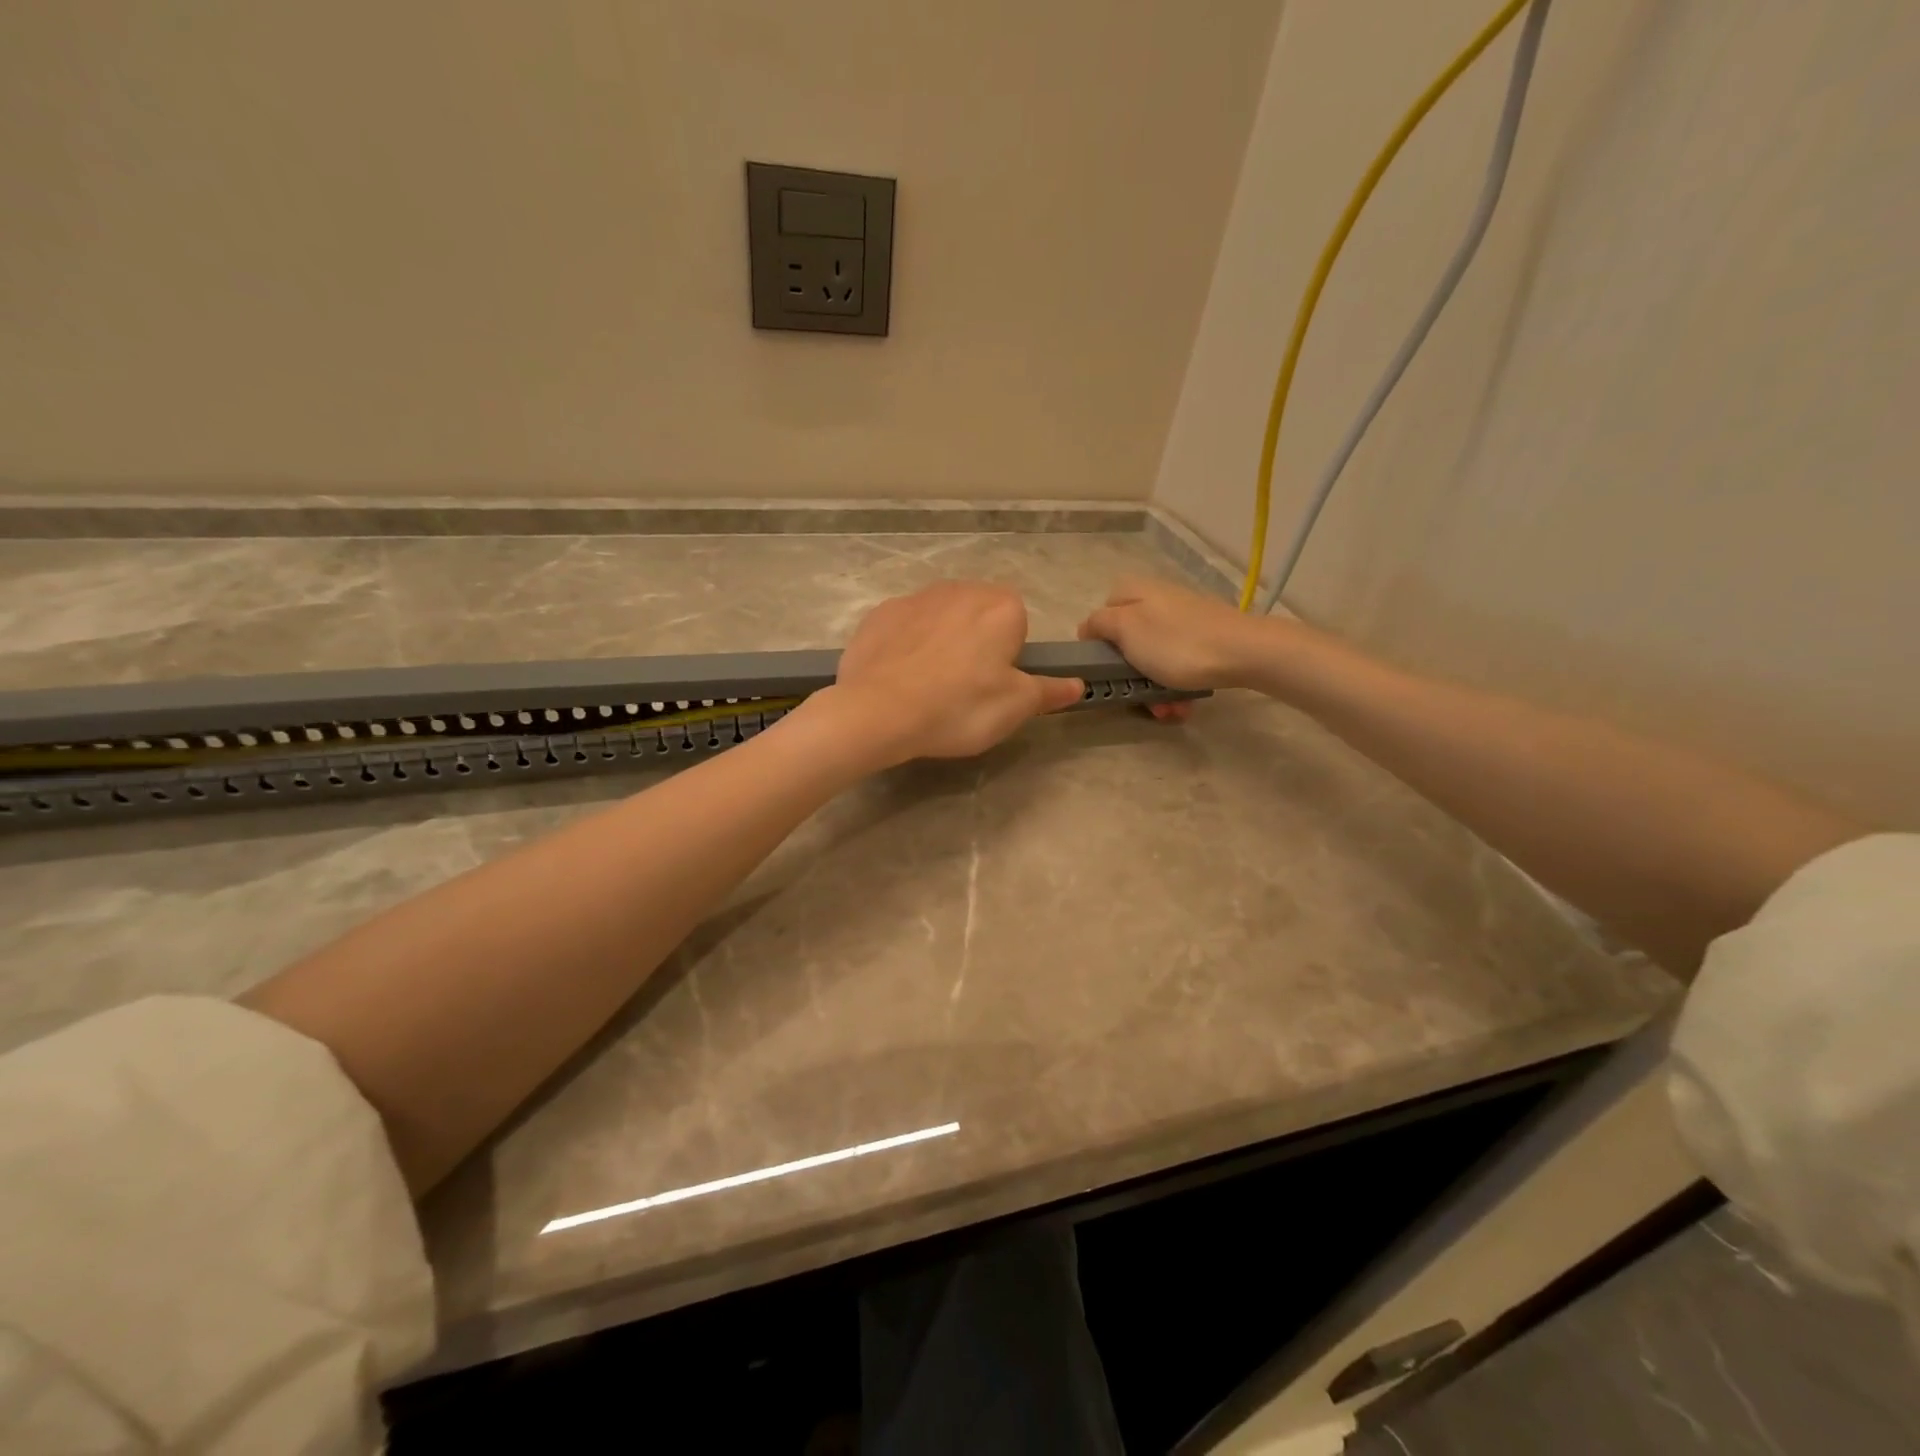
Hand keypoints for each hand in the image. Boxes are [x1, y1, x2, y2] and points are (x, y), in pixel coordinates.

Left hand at [818, 581, 1084, 766]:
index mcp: (1001, 607)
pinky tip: (899, 679)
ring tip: (928, 687)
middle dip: (976, 645)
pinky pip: (905, 628)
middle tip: (964, 690)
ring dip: (941, 643)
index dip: (1009, 657)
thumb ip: (1049, 691)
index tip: (994, 685)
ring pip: (940, 620)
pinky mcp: (879, 613)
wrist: (877, 711)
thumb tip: (1077, 684)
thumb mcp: (1015, 707)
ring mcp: (915, 598)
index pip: (1018, 624)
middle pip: (979, 617)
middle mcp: (960, 589)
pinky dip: (906, 647)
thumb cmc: (959, 707)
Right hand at [1076, 576, 1271, 692]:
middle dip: (1130, 675)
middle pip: (1129, 641)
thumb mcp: (1125, 630)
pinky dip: (1177, 684)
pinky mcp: (1206, 637)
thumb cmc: (1175, 643)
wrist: (1243, 652)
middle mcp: (1157, 599)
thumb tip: (1088, 627)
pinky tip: (1183, 703)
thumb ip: (1099, 624)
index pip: (1100, 614)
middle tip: (1136, 697)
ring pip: (1154, 657)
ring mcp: (1184, 618)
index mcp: (1134, 591)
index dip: (1098, 644)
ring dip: (1154, 687)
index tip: (1104, 670)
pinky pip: (1180, 663)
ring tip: (1166, 709)